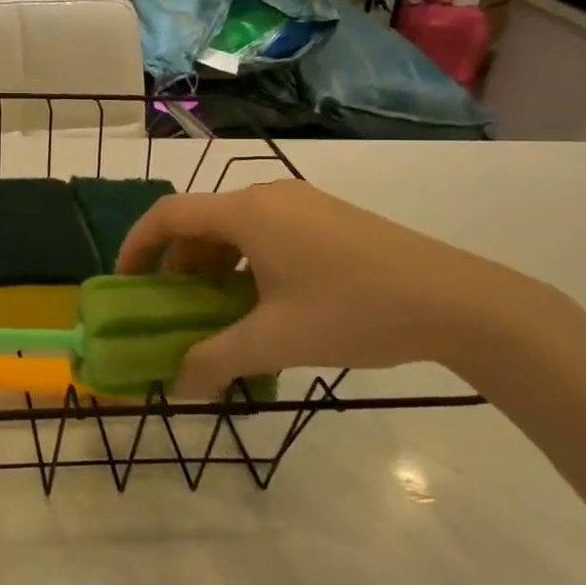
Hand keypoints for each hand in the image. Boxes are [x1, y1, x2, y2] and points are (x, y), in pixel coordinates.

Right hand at [116, 181, 561, 397]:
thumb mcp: (276, 341)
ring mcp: (304, 203)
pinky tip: (267, 299)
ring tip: (221, 308)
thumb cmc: (354, 311)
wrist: (459, 301)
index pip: (168, 215)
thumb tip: (178, 389)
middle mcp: (269, 196)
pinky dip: (247, 260)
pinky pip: (267, 230)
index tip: (125, 280)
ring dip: (214, 263)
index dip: (137, 245)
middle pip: (201, 220)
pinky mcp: (330, 216)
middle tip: (177, 306)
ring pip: (236, 226)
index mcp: (246, 213)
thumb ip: (216, 361)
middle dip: (179, 262)